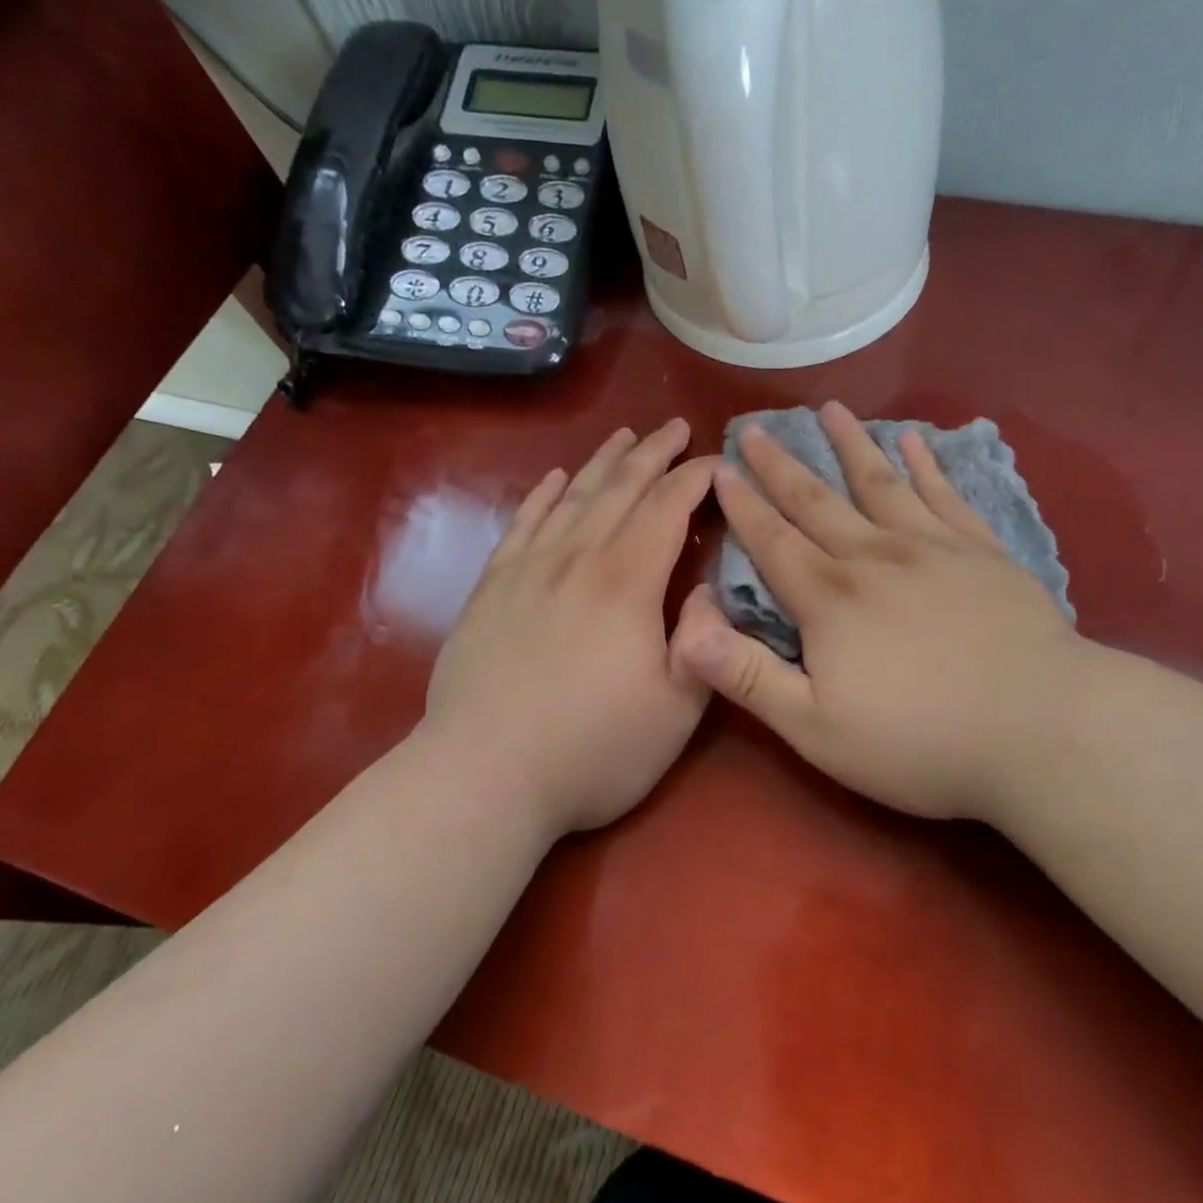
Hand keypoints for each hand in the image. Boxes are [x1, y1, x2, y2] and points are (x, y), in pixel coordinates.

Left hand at [421, 420, 717, 838]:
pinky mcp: (492, 588)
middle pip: (620, 488)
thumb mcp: (677, 708)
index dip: (696, 477)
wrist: (483, 775)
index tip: (718, 460)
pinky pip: (522, 524)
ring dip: (602, 462)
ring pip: (572, 497)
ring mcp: (528, 569)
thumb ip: (703, 640)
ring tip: (624, 436)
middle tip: (675, 428)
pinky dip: (542, 496)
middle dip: (653, 453)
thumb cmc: (593, 749)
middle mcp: (577, 558)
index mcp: (627, 581)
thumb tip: (709, 587)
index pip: (667, 507)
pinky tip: (553, 479)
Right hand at [674, 402, 1087, 823]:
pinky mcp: (982, 552)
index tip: (721, 469)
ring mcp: (934, 547)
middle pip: (817, 501)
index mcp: (829, 599)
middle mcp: (874, 557)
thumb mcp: (816, 728)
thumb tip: (686, 631)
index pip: (773, 541)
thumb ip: (748, 677)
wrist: (1041, 729)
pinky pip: (945, 495)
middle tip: (755, 428)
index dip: (743, 506)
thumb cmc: (920, 742)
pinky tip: (914, 442)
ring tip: (830, 410)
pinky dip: (926, 466)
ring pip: (880, 483)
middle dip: (781, 465)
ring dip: (850, 445)